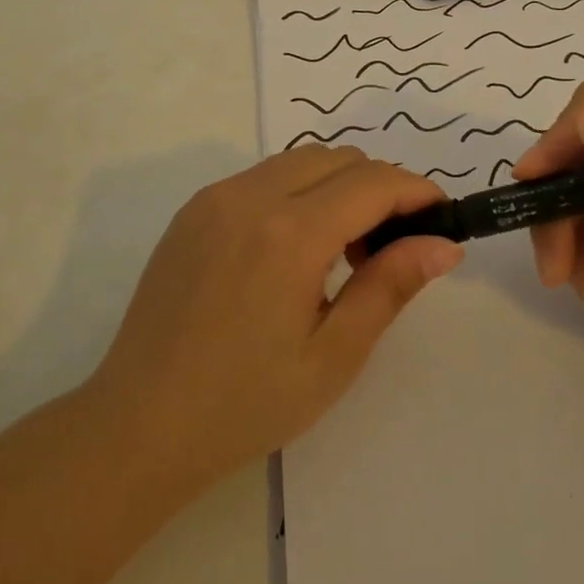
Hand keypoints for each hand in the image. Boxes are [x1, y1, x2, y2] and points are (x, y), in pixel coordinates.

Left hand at [90, 146, 461, 490]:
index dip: (417, 192)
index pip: (373, 182)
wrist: (139, 424)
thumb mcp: (333, 356)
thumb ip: (390, 287)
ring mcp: (215, 198)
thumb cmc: (245, 404)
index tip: (442, 219)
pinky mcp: (193, 210)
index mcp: (289, 233)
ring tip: (343, 251)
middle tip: (389, 249)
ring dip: (338, 186)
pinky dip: (297, 192)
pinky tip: (293, 250)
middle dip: (380, 188)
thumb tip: (444, 244)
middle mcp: (250, 196)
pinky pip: (262, 177)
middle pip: (339, 159)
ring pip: (300, 160)